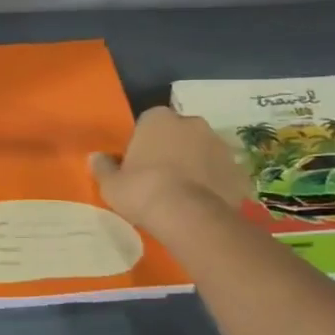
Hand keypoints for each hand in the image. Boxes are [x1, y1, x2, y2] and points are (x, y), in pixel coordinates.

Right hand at [91, 107, 249, 232]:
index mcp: (158, 118)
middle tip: (161, 179)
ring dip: (196, 166)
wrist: (189, 216)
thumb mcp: (111, 184)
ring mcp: (220, 145)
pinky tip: (204, 205)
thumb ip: (103, 167)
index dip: (143, 144)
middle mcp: (192, 122)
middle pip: (179, 134)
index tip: (138, 165)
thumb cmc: (143, 191)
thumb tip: (95, 157)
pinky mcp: (238, 169)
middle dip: (173, 150)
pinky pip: (222, 174)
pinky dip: (215, 184)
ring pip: (203, 152)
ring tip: (184, 196)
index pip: (148, 123)